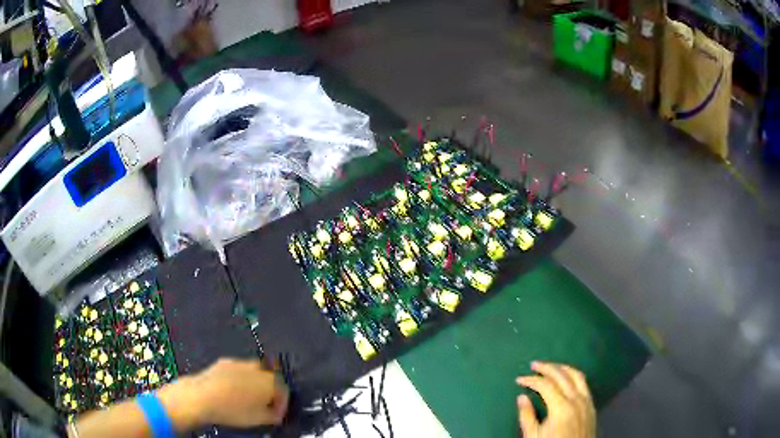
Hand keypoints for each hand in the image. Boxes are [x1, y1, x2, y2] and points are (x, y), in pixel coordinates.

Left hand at [185, 358, 288, 427]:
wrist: (202, 397)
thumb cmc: (233, 410)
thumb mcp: (259, 420)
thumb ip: (274, 416)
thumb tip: (276, 414)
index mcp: (271, 382)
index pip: (284, 391)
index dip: (282, 405)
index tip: (276, 414)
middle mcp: (257, 368)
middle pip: (270, 378)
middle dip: (269, 390)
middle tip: (264, 404)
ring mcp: (240, 363)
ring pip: (254, 372)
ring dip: (255, 383)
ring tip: (248, 397)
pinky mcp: (224, 362)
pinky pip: (238, 370)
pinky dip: (239, 379)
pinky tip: (232, 390)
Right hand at [516, 361, 595, 437]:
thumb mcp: (533, 436)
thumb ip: (527, 416)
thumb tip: (521, 397)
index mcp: (561, 407)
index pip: (546, 385)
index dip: (531, 380)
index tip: (519, 380)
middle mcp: (576, 399)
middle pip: (562, 375)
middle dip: (546, 368)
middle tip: (534, 365)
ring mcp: (587, 401)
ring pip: (577, 375)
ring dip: (563, 368)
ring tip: (551, 366)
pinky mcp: (592, 405)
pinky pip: (584, 383)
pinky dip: (574, 376)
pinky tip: (567, 379)